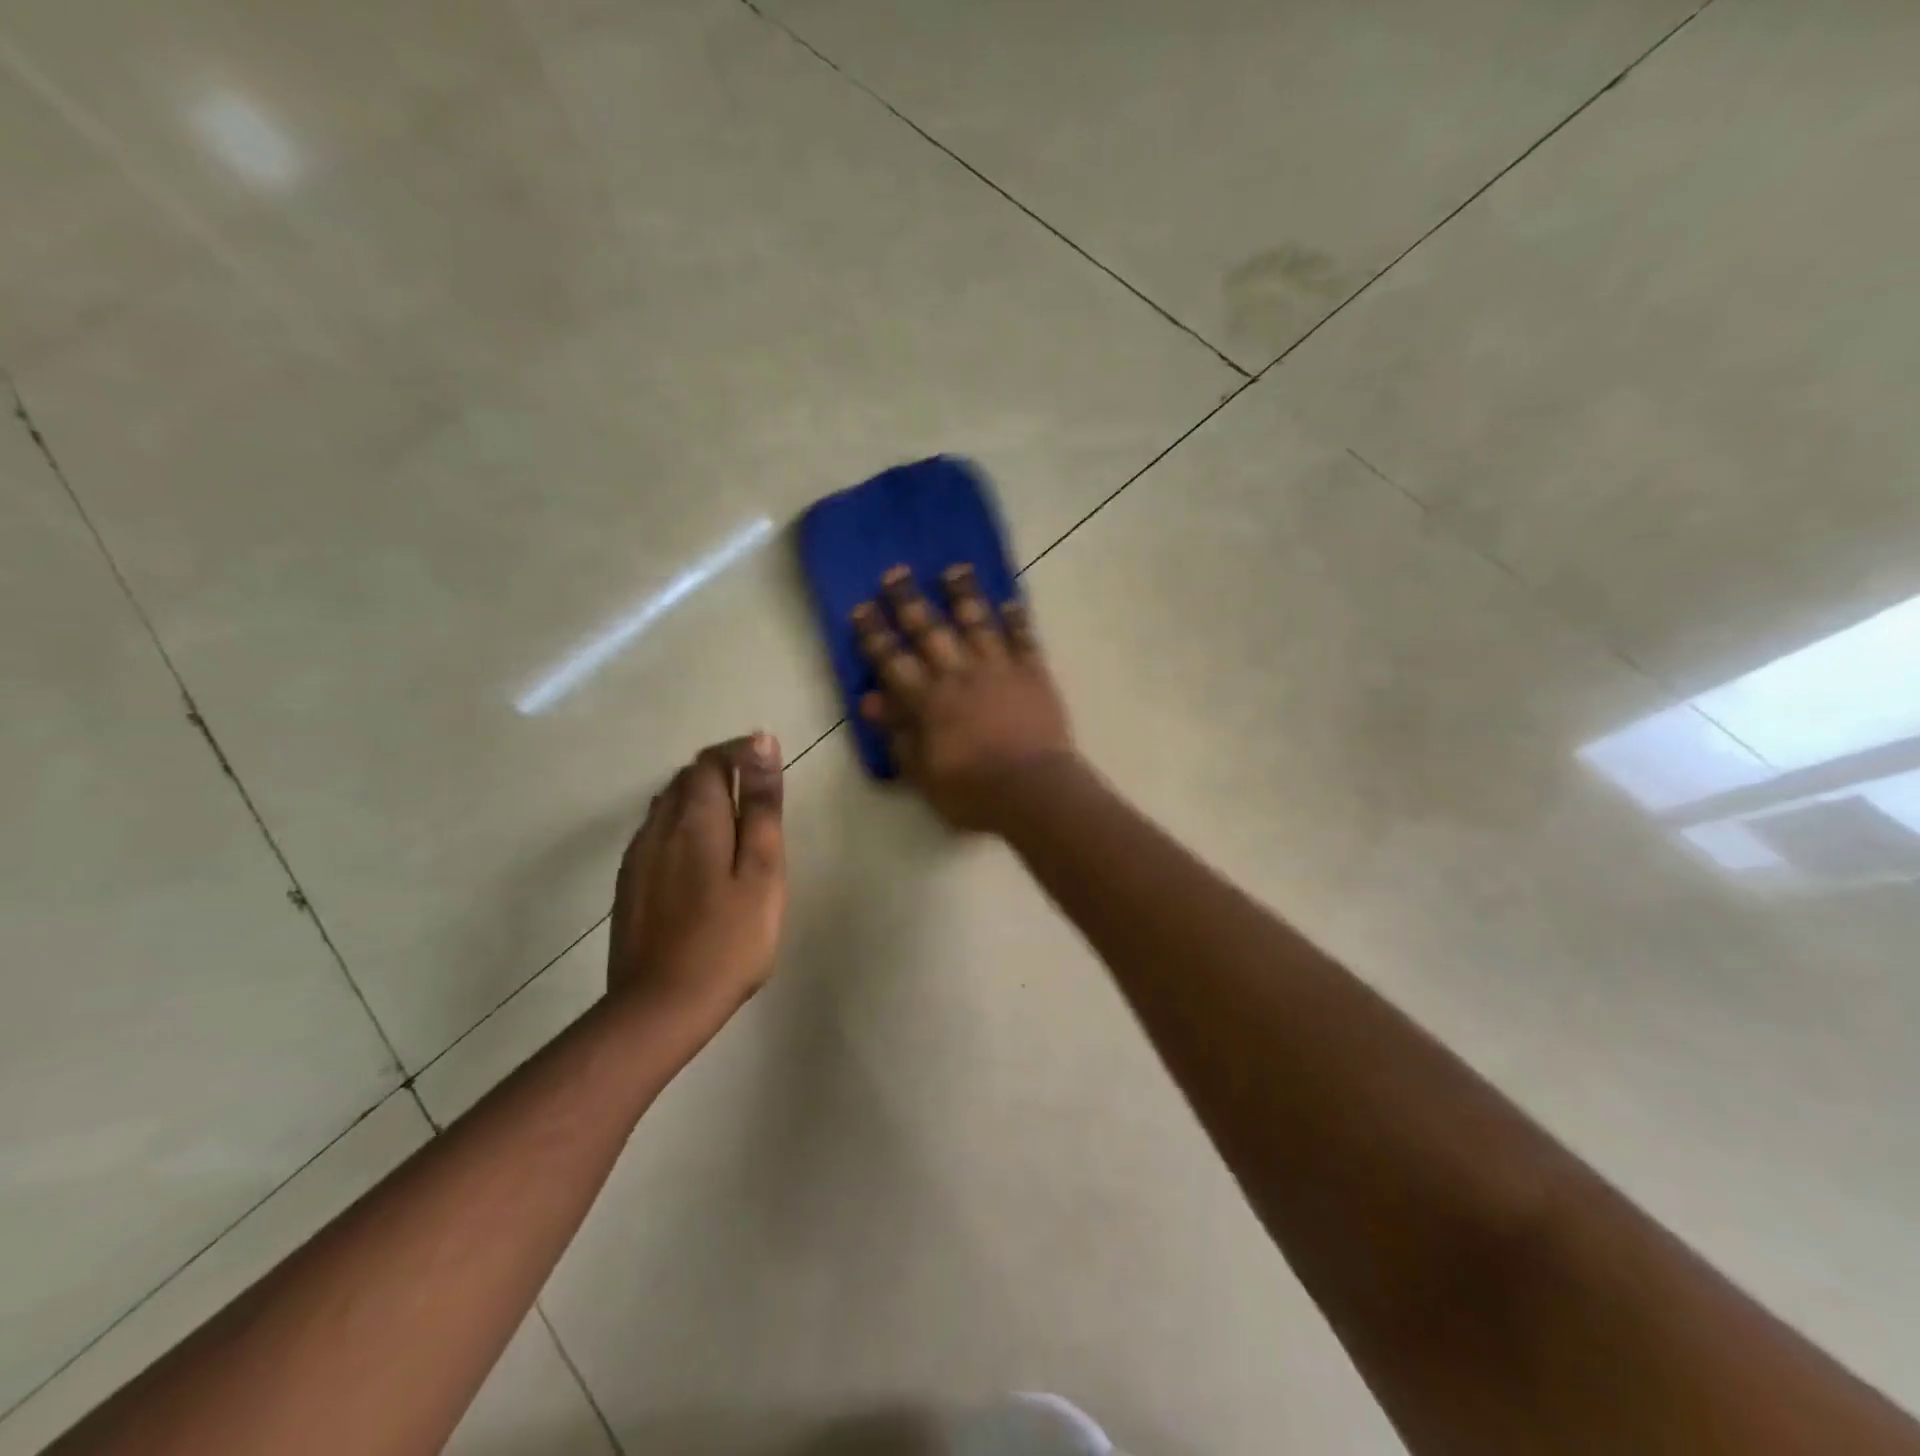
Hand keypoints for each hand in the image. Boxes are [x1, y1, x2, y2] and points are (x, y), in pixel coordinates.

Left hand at [606, 734, 786, 1022]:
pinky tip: (700, 859)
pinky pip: (655, 834)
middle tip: (758, 799)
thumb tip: (761, 743)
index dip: (739, 753)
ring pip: (667, 806)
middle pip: (686, 779)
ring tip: (734, 827)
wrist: (660, 1006)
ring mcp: (638, 857)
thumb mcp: (761, 870)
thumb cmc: (729, 939)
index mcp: (695, 819)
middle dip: (721, 774)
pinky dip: (682, 827)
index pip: (711, 761)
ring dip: (700, 800)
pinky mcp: (629, 885)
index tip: (768, 764)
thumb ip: (761, 806)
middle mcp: (658, 827)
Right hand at [853, 564, 1075, 831]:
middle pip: (930, 630)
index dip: (874, 633)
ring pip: (977, 622)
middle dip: (909, 600)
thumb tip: (871, 700)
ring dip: (964, 595)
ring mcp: (998, 669)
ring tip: (955, 569)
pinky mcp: (1033, 673)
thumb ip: (898, 734)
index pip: (892, 660)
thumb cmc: (972, 792)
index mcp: (928, 701)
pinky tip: (1011, 602)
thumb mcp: (922, 773)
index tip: (861, 607)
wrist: (1033, 791)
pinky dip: (1017, 619)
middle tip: (896, 571)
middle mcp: (959, 674)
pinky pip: (1024, 638)